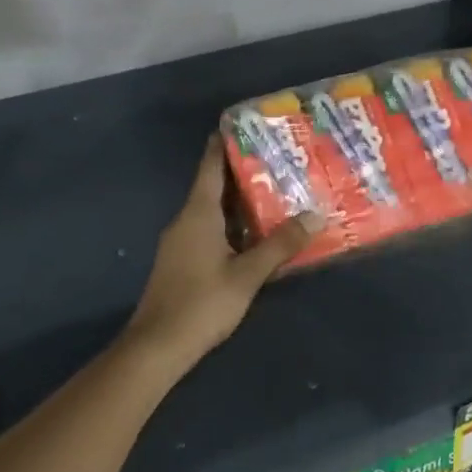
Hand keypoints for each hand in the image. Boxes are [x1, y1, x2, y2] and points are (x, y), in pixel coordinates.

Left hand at [126, 137, 320, 366]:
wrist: (157, 346)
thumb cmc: (202, 303)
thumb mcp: (247, 274)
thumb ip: (280, 245)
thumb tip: (314, 215)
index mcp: (198, 214)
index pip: (210, 166)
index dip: (224, 143)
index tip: (244, 125)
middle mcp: (186, 220)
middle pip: (215, 186)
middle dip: (244, 172)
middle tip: (279, 160)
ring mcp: (182, 242)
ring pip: (214, 211)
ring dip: (241, 201)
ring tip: (276, 192)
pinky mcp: (183, 262)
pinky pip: (211, 231)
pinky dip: (234, 225)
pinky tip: (257, 234)